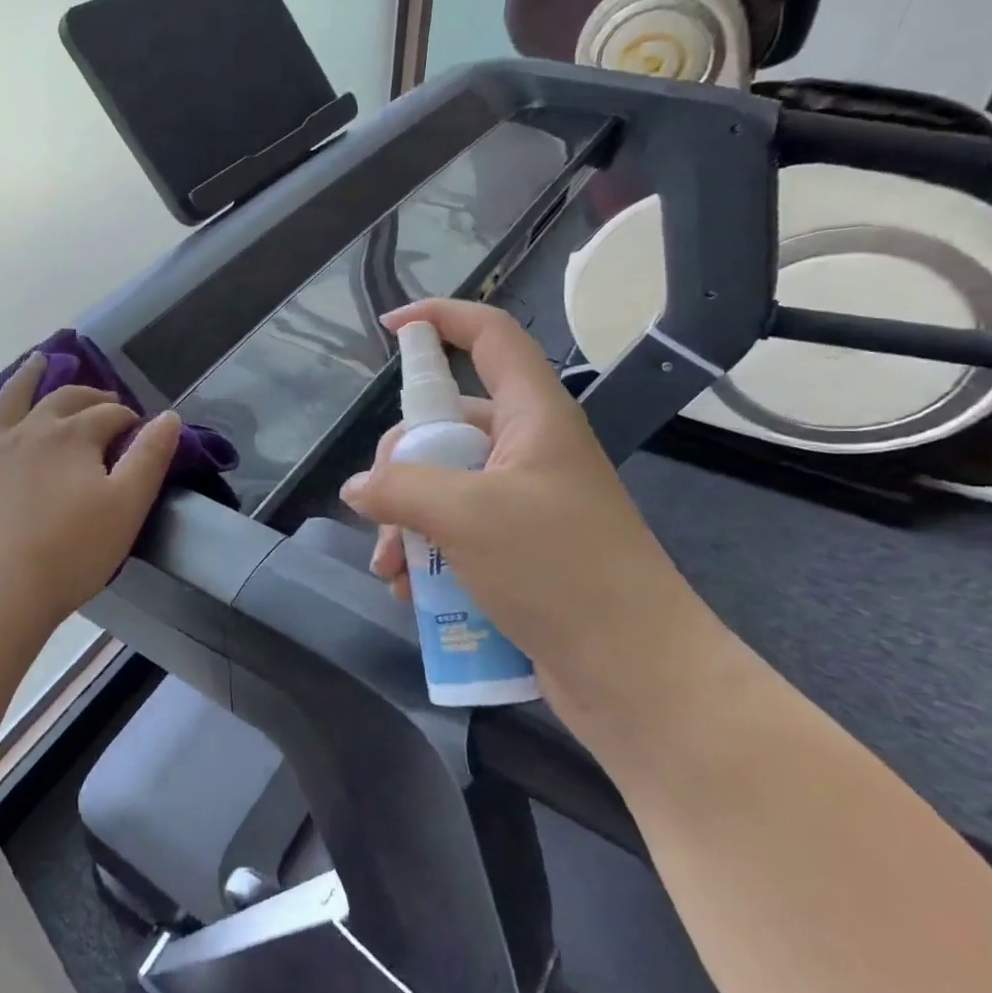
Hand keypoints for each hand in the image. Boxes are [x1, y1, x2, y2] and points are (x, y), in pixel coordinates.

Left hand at [0, 354, 181, 626]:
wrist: (1, 590)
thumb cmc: (73, 551)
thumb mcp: (128, 504)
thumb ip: (150, 456)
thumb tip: (169, 416)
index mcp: (73, 435)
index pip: (110, 414)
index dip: (129, 419)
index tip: (140, 433)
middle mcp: (30, 429)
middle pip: (63, 399)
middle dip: (89, 396)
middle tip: (104, 402)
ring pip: (8, 401)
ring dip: (24, 378)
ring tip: (36, 361)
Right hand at [341, 299, 711, 725]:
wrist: (633, 674)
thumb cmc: (559, 571)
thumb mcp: (466, 516)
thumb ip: (399, 488)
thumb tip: (357, 488)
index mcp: (534, 417)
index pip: (491, 337)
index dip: (442, 318)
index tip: (389, 328)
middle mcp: (529, 451)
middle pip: (446, 425)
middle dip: (399, 467)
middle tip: (380, 512)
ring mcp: (524, 503)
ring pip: (442, 485)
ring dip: (405, 521)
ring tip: (392, 569)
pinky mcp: (517, 551)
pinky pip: (454, 532)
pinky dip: (426, 554)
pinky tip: (411, 592)